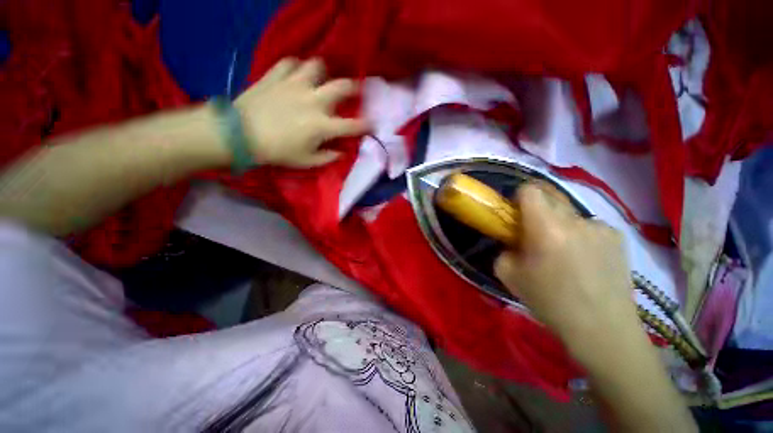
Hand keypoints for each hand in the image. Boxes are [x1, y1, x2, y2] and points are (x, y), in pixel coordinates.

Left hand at [235, 58, 368, 167]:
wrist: (240, 134)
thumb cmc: (277, 151)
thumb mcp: (306, 161)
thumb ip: (327, 157)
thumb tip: (340, 152)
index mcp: (322, 125)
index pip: (352, 125)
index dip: (366, 125)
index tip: (374, 123)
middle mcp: (313, 100)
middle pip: (341, 86)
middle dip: (354, 88)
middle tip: (355, 90)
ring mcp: (295, 84)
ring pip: (316, 66)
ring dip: (323, 73)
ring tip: (321, 79)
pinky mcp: (276, 76)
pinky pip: (290, 63)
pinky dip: (296, 67)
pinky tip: (296, 75)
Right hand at [494, 183, 638, 347]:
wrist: (602, 328)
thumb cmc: (550, 302)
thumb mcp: (509, 275)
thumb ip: (504, 248)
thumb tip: (512, 239)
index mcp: (546, 228)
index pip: (530, 190)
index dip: (519, 197)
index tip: (515, 214)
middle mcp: (576, 220)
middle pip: (550, 196)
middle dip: (536, 209)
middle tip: (534, 232)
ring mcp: (600, 227)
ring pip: (569, 213)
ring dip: (559, 224)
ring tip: (562, 251)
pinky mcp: (617, 236)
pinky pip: (589, 226)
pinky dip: (580, 235)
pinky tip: (584, 259)